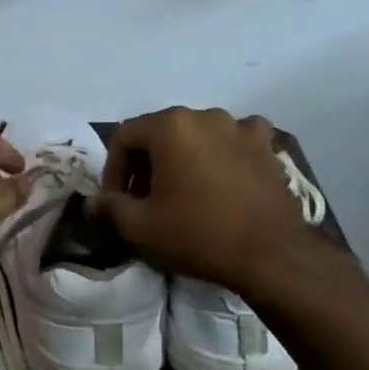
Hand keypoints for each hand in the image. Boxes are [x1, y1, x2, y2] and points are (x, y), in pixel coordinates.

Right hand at [97, 107, 332, 298]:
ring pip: (196, 136)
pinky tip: (222, 177)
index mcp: (170, 126)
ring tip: (182, 192)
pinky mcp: (266, 146)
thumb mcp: (139, 227)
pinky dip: (222, 154)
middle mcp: (204, 115)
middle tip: (144, 200)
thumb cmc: (197, 234)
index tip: (117, 201)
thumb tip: (98, 201)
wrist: (270, 254)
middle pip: (160, 133)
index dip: (113, 170)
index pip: (123, 137)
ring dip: (182, 159)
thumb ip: (110, 206)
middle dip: (146, 165)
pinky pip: (234, 141)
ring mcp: (240, 127)